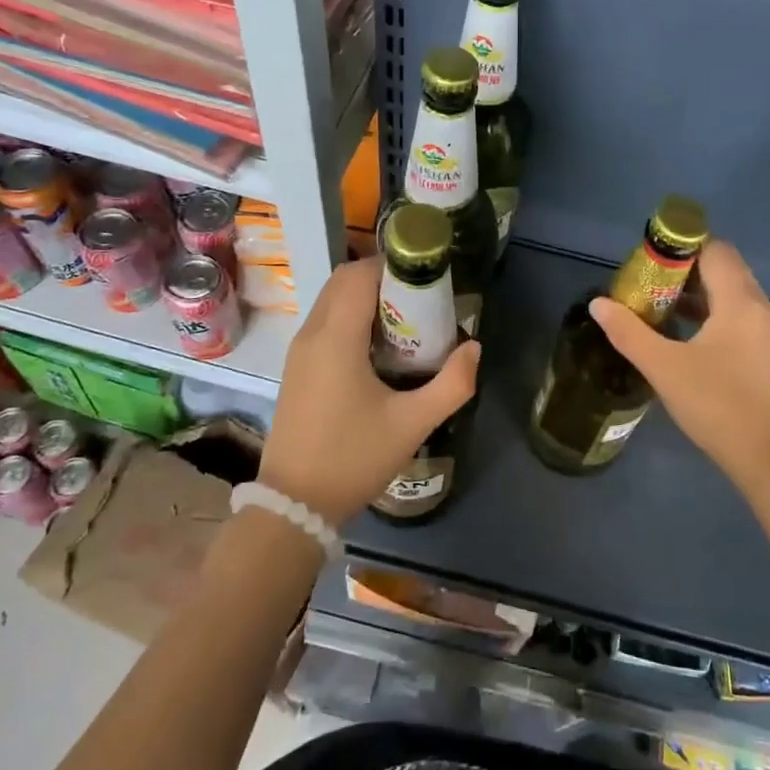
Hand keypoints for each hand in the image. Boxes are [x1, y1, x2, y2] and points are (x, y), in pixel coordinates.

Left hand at [259, 256, 480, 525]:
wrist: (294, 504)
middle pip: (343, 280)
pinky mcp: (296, 368)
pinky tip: (378, 349)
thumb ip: (452, 383)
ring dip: (365, 298)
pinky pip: (324, 322)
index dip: (392, 265)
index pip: (359, 274)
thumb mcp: (413, 424)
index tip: (426, 277)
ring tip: (406, 322)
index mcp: (336, 338)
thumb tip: (474, 348)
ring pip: (331, 300)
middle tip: (420, 299)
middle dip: (382, 278)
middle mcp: (312, 334)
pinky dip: (350, 317)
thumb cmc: (354, 458)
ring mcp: (299, 351)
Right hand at [589, 239, 769, 485]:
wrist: (764, 457)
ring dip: (696, 291)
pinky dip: (709, 311)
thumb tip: (598, 303)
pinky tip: (681, 332)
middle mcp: (758, 307)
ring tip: (657, 304)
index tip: (649, 261)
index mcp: (739, 301)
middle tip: (647, 282)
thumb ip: (628, 332)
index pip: (715, 250)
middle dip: (685, 268)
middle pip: (723, 267)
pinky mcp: (763, 351)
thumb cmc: (715, 404)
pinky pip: (735, 313)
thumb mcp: (663, 367)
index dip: (682, 247)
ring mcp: (765, 330)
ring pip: (730, 291)